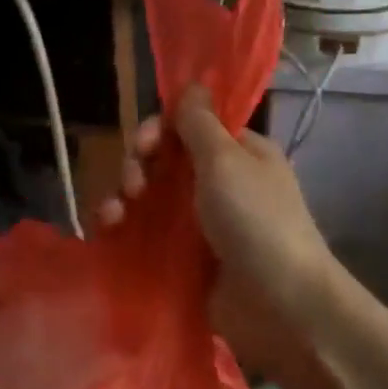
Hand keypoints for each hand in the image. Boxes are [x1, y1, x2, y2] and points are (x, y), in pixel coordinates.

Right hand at [98, 86, 337, 377]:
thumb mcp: (227, 161)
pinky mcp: (181, 259)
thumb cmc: (257, 220)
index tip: (145, 146)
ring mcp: (197, 224)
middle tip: (134, 187)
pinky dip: (122, 229)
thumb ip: (199, 123)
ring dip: (121, 198)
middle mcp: (215, 184)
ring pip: (147, 199)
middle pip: (160, 163)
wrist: (280, 304)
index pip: (186, 128)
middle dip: (137, 168)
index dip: (158, 131)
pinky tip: (107, 230)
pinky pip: (144, 234)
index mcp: (236, 153)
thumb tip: (193, 84)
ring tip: (113, 214)